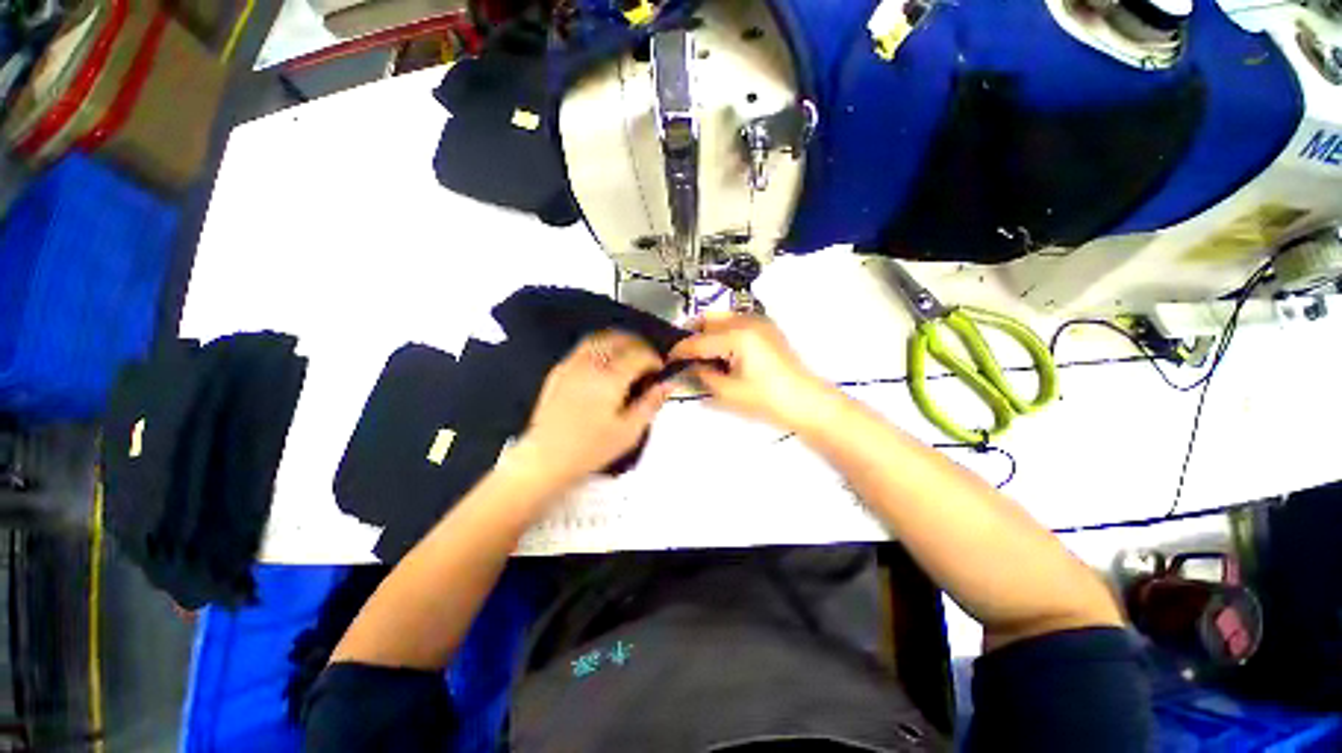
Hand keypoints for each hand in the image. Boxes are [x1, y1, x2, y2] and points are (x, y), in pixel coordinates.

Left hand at [512, 331, 672, 493]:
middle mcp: (590, 365)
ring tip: (628, 355)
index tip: (660, 368)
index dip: (653, 358)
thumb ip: (650, 404)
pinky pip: (582, 348)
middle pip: (619, 339)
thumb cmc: (591, 448)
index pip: (638, 354)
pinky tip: (603, 362)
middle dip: (638, 344)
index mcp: (610, 379)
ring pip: (599, 338)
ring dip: (618, 341)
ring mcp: (571, 365)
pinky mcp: (559, 371)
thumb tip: (667, 384)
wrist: (546, 457)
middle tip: (647, 359)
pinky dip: (599, 346)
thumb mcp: (629, 432)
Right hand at [669, 313, 836, 431]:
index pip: (697, 341)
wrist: (806, 401)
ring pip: (722, 318)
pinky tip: (721, 352)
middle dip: (691, 336)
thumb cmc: (765, 400)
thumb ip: (701, 375)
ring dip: (707, 332)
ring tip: (700, 354)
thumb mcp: (727, 391)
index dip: (678, 351)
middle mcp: (746, 320)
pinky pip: (736, 322)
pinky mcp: (766, 328)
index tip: (665, 361)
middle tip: (682, 356)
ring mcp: (759, 321)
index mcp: (736, 335)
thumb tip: (686, 367)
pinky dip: (723, 332)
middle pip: (707, 320)